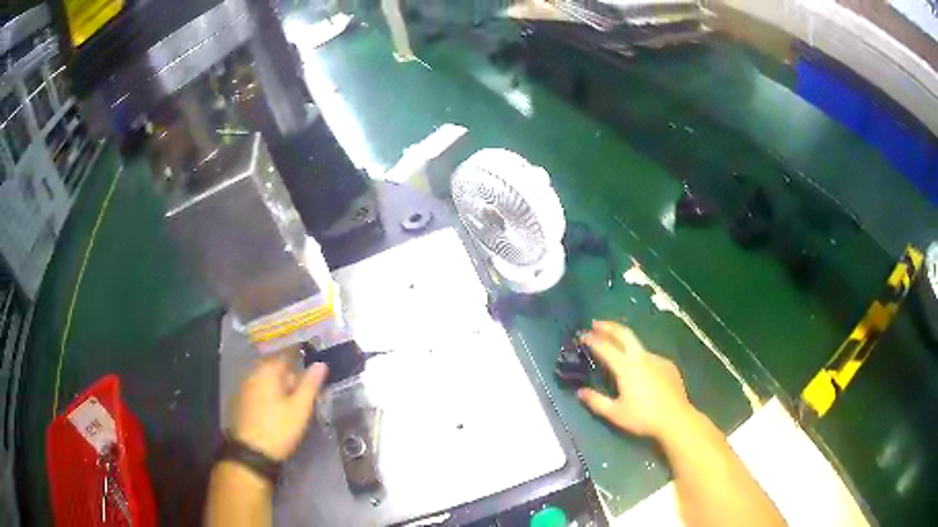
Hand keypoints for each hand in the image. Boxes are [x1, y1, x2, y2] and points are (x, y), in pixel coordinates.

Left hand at [231, 351, 327, 461]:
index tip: (312, 355)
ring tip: (296, 395)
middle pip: (275, 366)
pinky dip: (271, 391)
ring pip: (267, 378)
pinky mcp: (242, 400)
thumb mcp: (299, 408)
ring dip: (281, 383)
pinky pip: (260, 388)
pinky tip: (280, 404)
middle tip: (307, 382)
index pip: (286, 353)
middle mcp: (254, 373)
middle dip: (291, 371)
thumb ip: (310, 384)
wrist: (252, 452)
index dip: (300, 353)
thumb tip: (321, 363)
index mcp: (268, 371)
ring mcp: (245, 387)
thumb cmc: (279, 428)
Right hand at [578, 321, 695, 439]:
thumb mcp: (615, 414)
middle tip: (596, 323)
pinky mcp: (668, 366)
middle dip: (609, 327)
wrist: (676, 419)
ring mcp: (657, 359)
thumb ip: (596, 402)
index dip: (593, 340)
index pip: (605, 348)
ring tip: (615, 346)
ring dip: (624, 341)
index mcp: (626, 367)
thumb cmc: (643, 418)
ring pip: (638, 346)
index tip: (582, 335)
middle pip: (624, 334)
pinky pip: (650, 357)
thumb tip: (580, 392)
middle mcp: (642, 358)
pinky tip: (639, 368)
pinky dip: (639, 356)